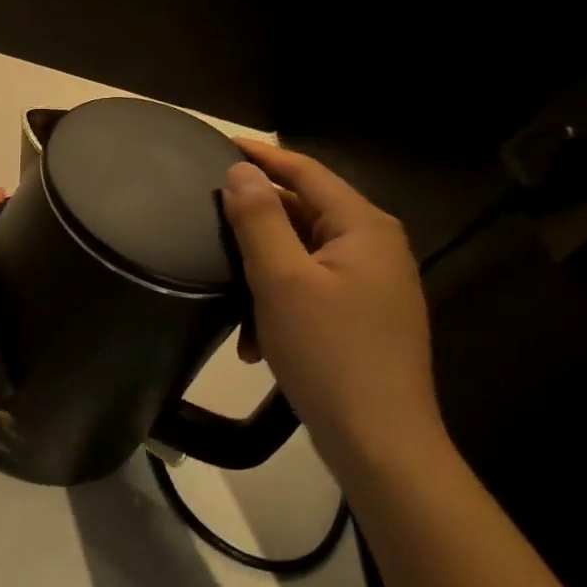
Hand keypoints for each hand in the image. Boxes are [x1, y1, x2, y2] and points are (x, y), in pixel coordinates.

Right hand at [221, 140, 442, 468]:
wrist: (380, 442)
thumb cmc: (328, 352)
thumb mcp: (280, 279)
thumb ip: (258, 218)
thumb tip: (240, 172)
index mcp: (363, 228)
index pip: (305, 171)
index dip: (261, 156)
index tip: (217, 144)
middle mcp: (375, 247)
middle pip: (304, 213)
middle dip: (255, 224)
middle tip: (207, 222)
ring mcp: (373, 285)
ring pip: (302, 256)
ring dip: (262, 273)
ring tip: (228, 297)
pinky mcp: (364, 318)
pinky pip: (312, 290)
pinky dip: (280, 304)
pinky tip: (255, 341)